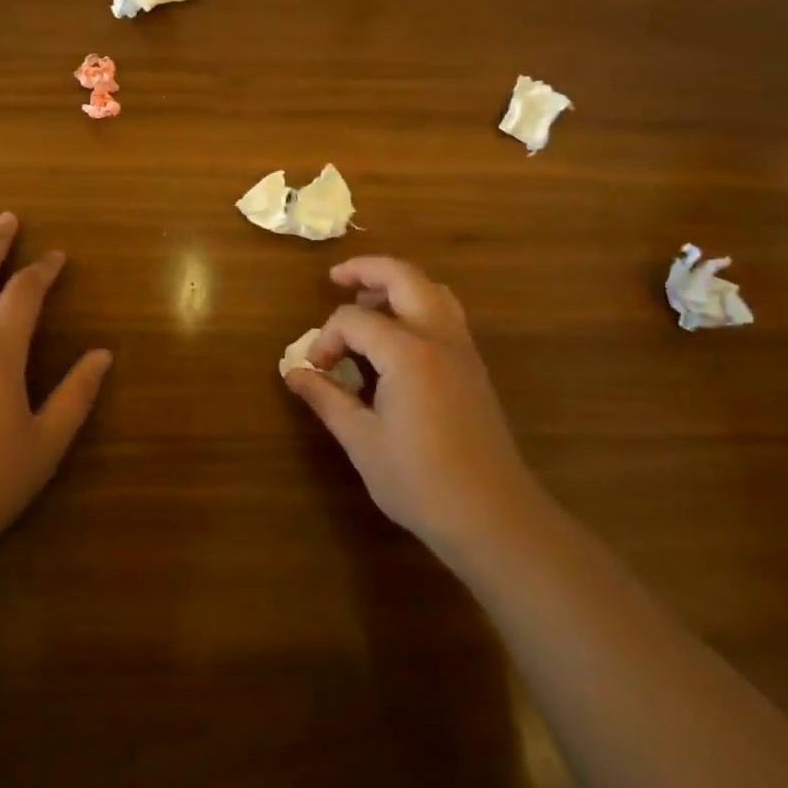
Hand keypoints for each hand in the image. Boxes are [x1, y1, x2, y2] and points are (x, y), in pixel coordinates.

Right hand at [284, 256, 535, 571]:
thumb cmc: (420, 481)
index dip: (326, 339)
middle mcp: (439, 337)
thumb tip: (293, 372)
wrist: (493, 517)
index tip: (315, 371)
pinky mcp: (474, 367)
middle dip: (367, 270)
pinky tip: (398, 336)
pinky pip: (445, 314)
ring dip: (398, 284)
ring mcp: (463, 350)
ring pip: (432, 290)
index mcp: (408, 352)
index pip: (354, 320)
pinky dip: (418, 305)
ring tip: (368, 301)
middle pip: (404, 278)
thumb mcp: (361, 440)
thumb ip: (326, 398)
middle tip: (336, 277)